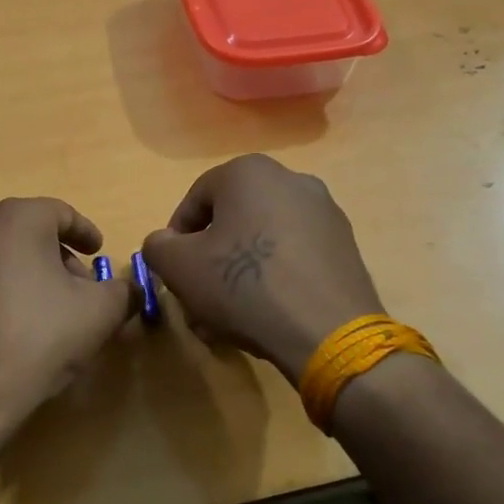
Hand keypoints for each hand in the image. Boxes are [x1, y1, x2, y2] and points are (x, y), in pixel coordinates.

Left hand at [0, 198, 136, 453]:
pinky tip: (18, 326)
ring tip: (52, 310)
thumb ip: (123, 292)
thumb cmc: (39, 338)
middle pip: (28, 231)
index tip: (100, 253)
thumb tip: (130, 290)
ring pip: (2, 254)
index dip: (85, 232)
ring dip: (32, 273)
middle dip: (59, 256)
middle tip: (81, 288)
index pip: (59, 212)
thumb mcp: (99, 313)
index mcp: (15, 220)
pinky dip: (4, 289)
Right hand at [141, 155, 383, 383]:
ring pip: (261, 241)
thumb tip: (165, 243)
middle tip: (198, 296)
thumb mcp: (178, 267)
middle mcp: (291, 180)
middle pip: (231, 221)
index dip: (176, 239)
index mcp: (249, 172)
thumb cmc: (243, 285)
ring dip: (238, 273)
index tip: (174, 272)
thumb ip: (158, 247)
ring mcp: (324, 213)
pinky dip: (273, 279)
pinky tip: (263, 314)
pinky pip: (293, 257)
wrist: (327, 332)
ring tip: (226, 315)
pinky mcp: (345, 247)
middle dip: (209, 259)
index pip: (195, 201)